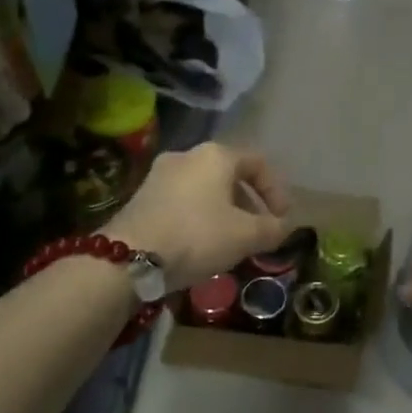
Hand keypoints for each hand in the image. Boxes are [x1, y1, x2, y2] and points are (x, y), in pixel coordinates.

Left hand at [109, 143, 292, 290]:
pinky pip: (183, 201)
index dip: (277, 191)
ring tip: (231, 242)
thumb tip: (283, 227)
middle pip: (230, 174)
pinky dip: (200, 217)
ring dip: (224, 211)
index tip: (283, 219)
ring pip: (205, 189)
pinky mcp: (141, 196)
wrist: (128, 257)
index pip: (258, 163)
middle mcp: (187, 155)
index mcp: (216, 155)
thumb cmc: (197, 236)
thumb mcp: (245, 236)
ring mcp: (160, 174)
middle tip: (258, 231)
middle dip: (249, 203)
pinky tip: (201, 244)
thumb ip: (271, 229)